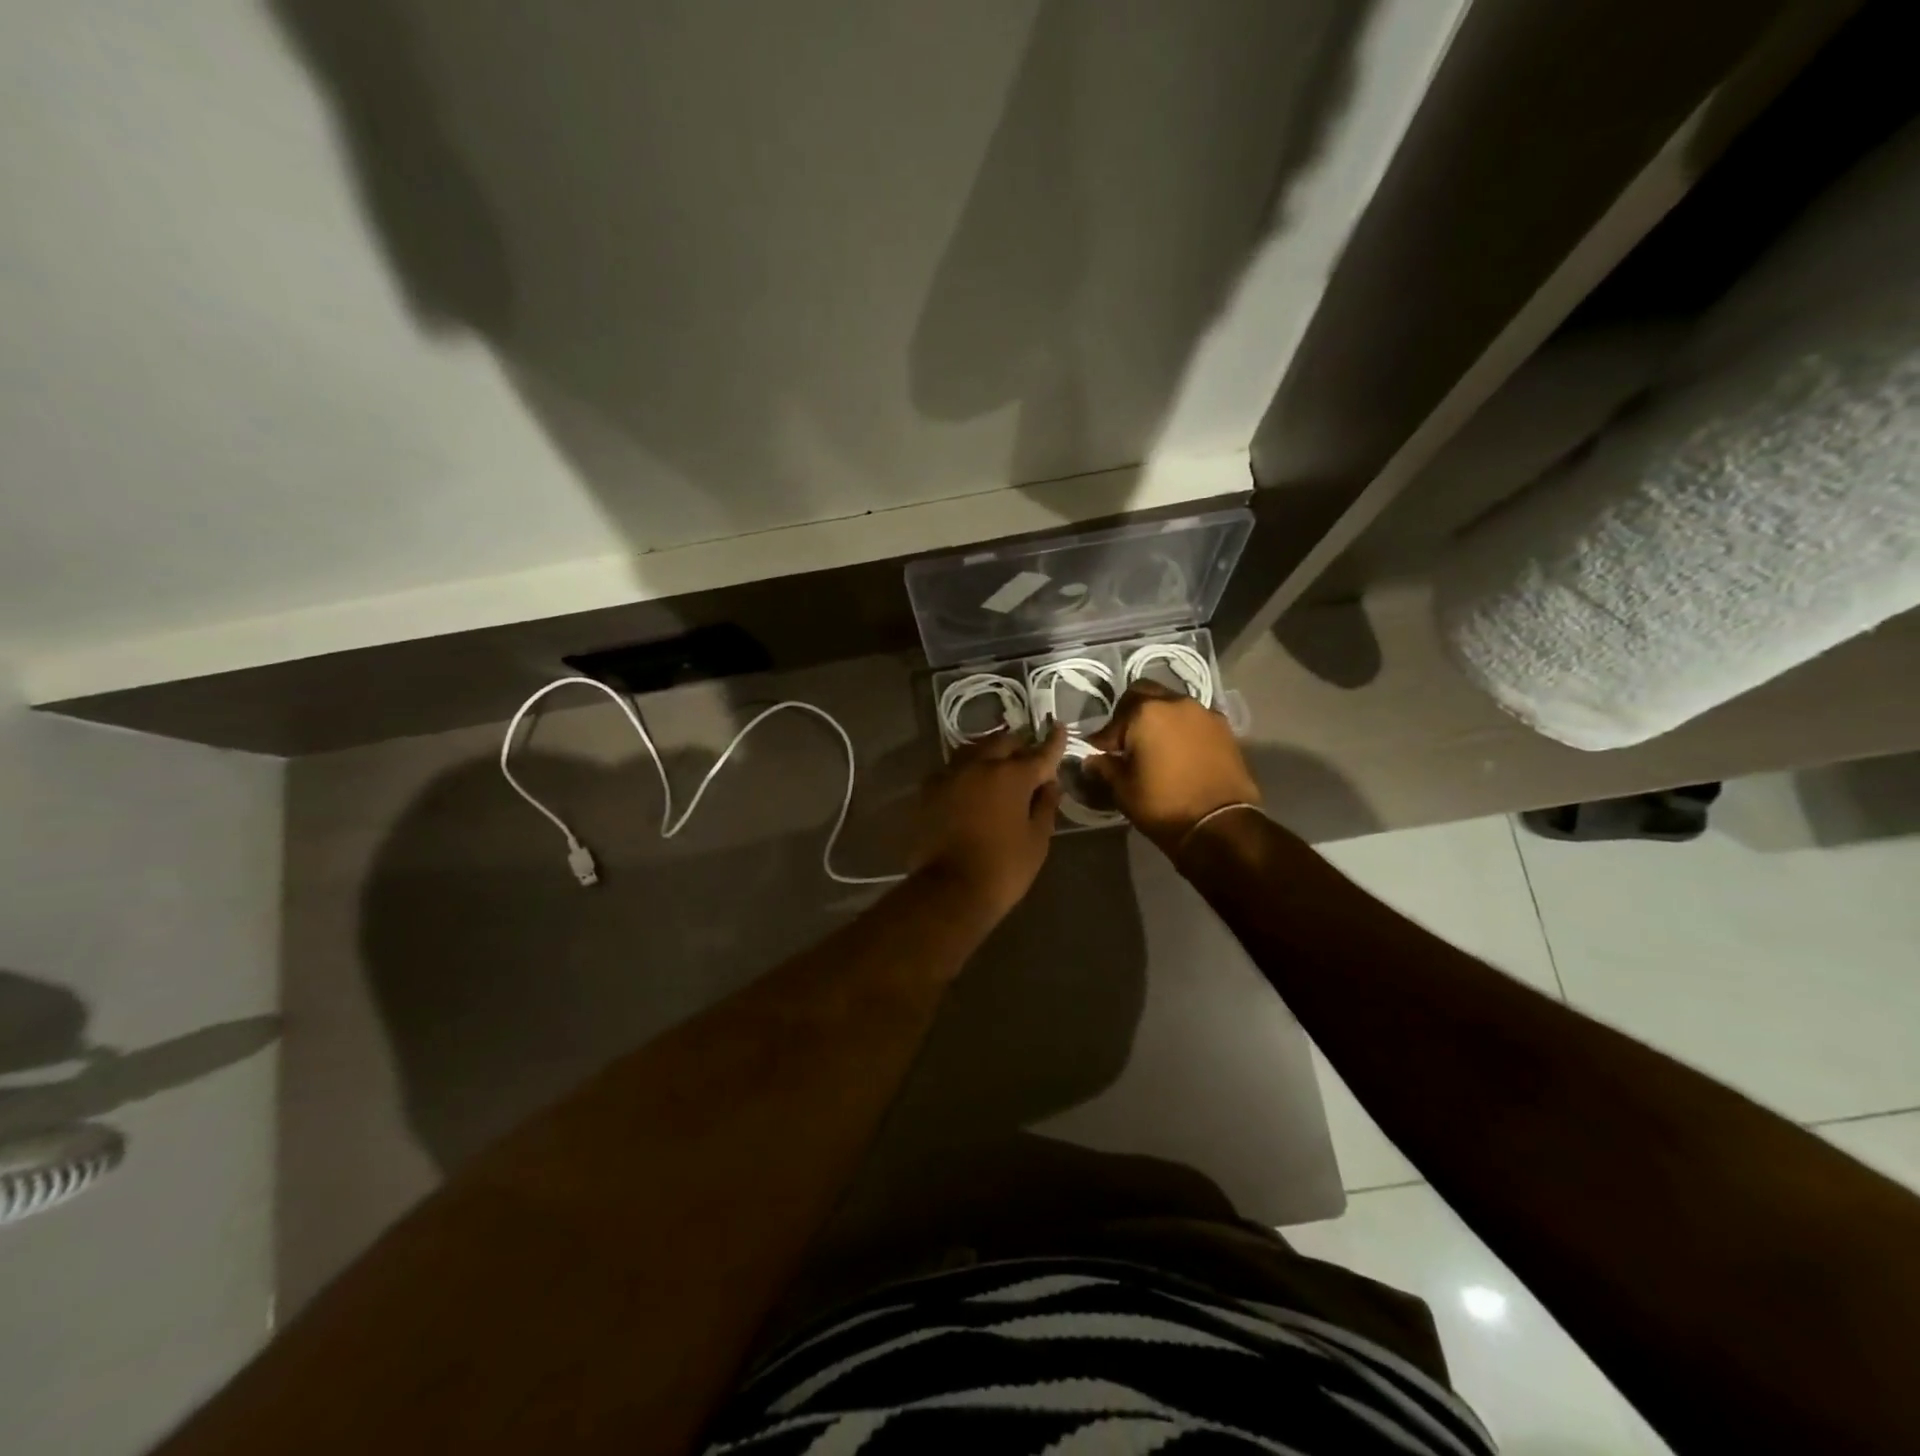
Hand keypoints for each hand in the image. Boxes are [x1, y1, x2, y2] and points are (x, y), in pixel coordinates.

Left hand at [910, 723, 1066, 921]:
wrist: (948, 890)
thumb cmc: (1003, 868)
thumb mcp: (1037, 840)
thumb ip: (1045, 805)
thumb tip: (1050, 784)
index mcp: (1011, 775)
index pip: (1040, 752)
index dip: (1053, 741)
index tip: (1059, 728)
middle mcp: (979, 765)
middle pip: (1003, 743)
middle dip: (1019, 745)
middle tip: (1028, 755)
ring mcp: (950, 775)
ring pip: (974, 750)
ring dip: (990, 752)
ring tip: (998, 763)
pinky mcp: (929, 790)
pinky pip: (952, 770)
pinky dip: (966, 771)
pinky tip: (970, 783)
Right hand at [1085, 683, 1260, 854]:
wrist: (1220, 825)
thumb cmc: (1164, 805)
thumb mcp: (1123, 789)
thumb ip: (1104, 767)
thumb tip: (1093, 760)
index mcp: (1146, 712)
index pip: (1114, 720)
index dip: (1103, 739)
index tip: (1101, 756)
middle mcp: (1176, 702)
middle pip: (1144, 694)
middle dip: (1131, 714)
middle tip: (1127, 741)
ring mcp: (1204, 713)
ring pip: (1172, 705)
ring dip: (1159, 720)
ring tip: (1156, 747)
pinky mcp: (1225, 729)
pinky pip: (1195, 720)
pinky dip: (1182, 730)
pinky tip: (1180, 753)